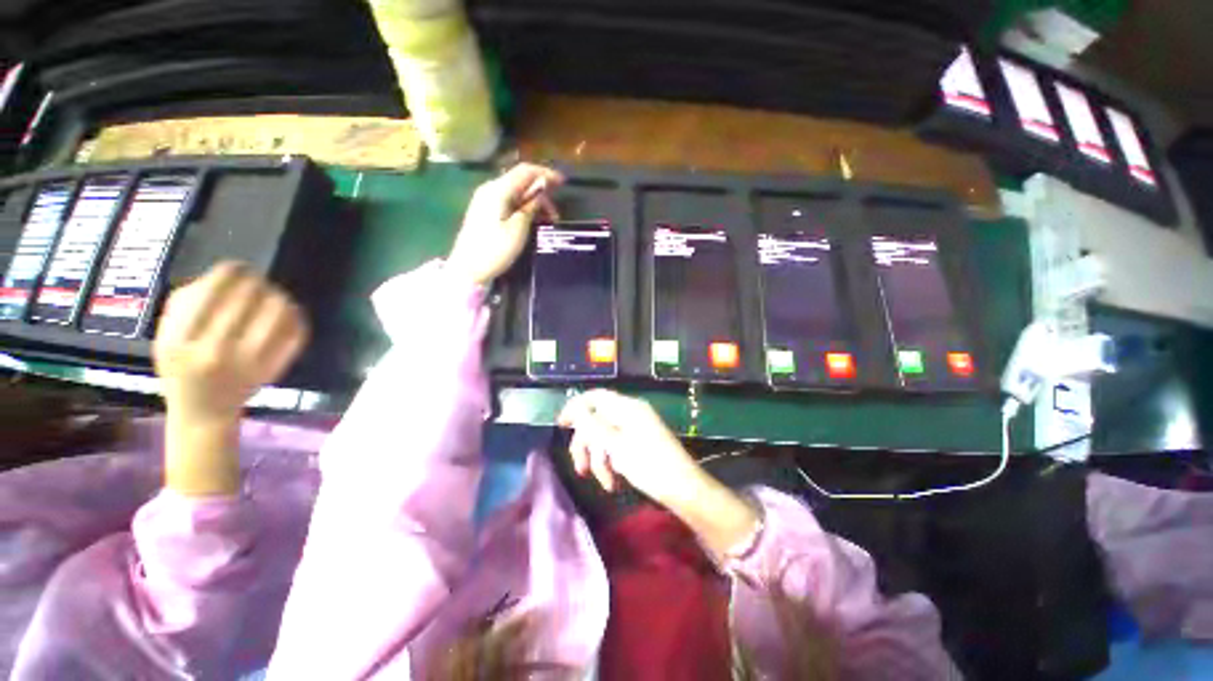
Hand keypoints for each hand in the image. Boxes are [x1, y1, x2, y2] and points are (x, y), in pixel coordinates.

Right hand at [154, 262, 309, 422]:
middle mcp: (214, 352)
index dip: (230, 273)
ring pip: (277, 315)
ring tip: (274, 295)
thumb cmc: (181, 368)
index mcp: (180, 342)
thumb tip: (221, 274)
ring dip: (279, 297)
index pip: (211, 293)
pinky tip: (290, 312)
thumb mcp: (166, 336)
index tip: (238, 266)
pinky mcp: (273, 370)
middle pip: (247, 300)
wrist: (204, 411)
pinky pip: (295, 335)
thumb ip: (184, 303)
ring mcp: (247, 363)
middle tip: (258, 279)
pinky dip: (297, 318)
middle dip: (256, 282)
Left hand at [447, 163, 563, 284]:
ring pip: (516, 192)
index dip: (546, 174)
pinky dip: (523, 207)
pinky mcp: (485, 211)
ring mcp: (485, 200)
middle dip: (542, 193)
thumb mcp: (518, 229)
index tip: (563, 183)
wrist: (468, 269)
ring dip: (534, 202)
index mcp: (497, 190)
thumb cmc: (495, 250)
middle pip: (520, 181)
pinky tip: (532, 220)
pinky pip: (509, 201)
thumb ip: (530, 205)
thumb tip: (542, 187)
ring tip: (547, 221)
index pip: (525, 171)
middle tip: (556, 215)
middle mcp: (490, 189)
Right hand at [558, 390, 760, 557]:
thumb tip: (575, 408)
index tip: (560, 425)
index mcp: (627, 407)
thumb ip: (592, 424)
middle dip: (587, 446)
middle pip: (597, 421)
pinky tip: (614, 483)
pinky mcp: (639, 444)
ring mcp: (635, 429)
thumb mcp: (615, 445)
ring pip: (605, 438)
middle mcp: (630, 413)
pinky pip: (617, 448)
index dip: (575, 407)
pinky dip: (612, 464)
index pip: (595, 397)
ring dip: (600, 461)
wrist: (683, 489)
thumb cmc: (648, 464)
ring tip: (606, 483)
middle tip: (580, 469)